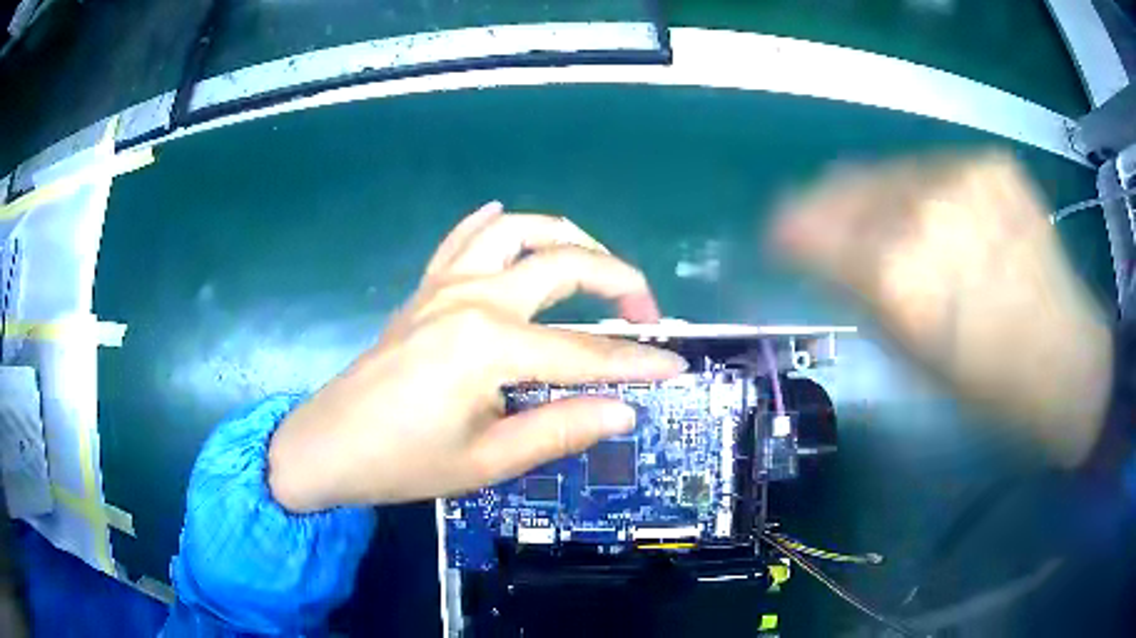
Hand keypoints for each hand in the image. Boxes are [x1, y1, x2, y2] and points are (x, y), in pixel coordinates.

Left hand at [268, 203, 686, 511]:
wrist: (330, 445)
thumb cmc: (404, 461)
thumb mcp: (487, 460)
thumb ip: (561, 428)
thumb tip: (625, 410)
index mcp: (491, 344)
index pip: (586, 350)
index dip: (637, 362)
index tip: (676, 365)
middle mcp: (474, 298)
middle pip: (563, 265)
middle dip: (618, 280)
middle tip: (645, 313)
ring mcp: (446, 285)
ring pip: (517, 231)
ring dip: (565, 235)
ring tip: (595, 260)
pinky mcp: (426, 289)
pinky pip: (463, 239)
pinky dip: (492, 224)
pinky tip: (506, 218)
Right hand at [772, 151, 1112, 465]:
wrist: (1065, 359)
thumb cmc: (986, 384)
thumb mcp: (908, 355)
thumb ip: (858, 291)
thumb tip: (818, 251)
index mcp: (896, 276)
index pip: (806, 225)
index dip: (787, 229)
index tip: (781, 236)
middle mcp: (923, 211)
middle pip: (843, 185)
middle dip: (827, 207)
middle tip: (831, 228)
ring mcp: (961, 176)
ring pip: (887, 170)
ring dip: (878, 198)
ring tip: (896, 227)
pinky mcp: (990, 161)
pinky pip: (934, 167)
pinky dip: (926, 190)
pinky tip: (947, 219)